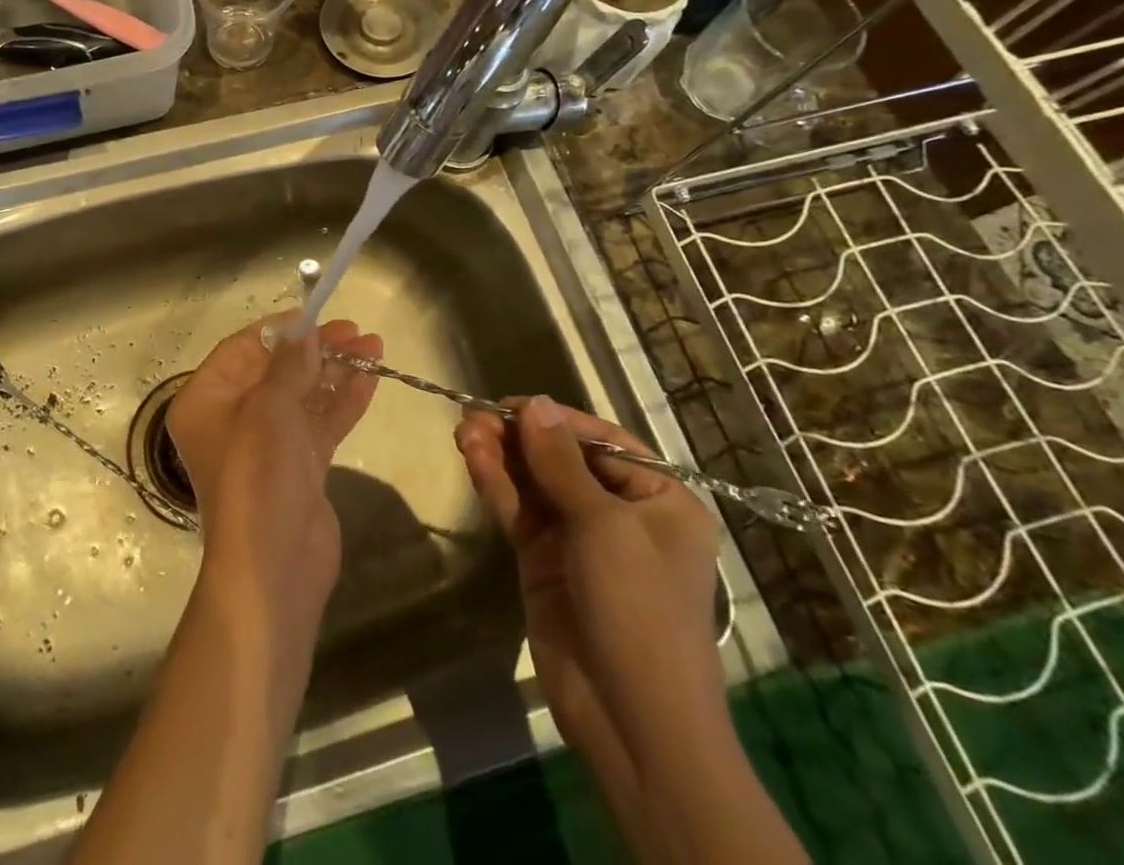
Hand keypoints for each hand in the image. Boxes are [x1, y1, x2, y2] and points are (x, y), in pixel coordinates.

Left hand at [168, 315, 381, 622]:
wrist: (275, 568)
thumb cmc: (258, 477)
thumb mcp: (270, 409)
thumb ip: (289, 365)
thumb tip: (305, 332)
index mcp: (207, 400)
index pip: (243, 348)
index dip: (281, 329)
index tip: (318, 314)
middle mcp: (232, 417)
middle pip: (276, 369)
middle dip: (317, 349)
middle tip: (356, 331)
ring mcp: (267, 443)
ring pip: (303, 394)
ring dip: (336, 371)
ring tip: (374, 345)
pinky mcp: (298, 466)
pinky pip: (320, 423)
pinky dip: (343, 401)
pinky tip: (371, 379)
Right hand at [455, 397, 720, 752]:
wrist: (632, 720)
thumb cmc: (639, 609)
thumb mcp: (604, 526)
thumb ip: (561, 462)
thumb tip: (534, 402)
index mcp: (659, 499)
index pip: (602, 441)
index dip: (555, 419)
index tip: (509, 403)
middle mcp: (621, 512)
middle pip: (562, 459)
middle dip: (519, 437)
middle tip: (473, 417)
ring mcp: (579, 538)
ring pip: (534, 482)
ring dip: (501, 457)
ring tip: (464, 431)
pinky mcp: (544, 560)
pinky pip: (520, 510)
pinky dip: (497, 484)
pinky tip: (472, 459)